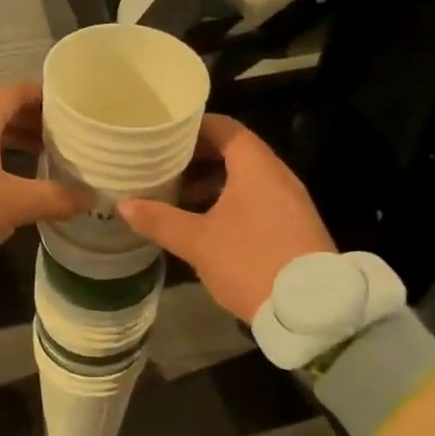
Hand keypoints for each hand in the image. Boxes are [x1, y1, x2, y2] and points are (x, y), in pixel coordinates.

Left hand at [0, 84, 91, 282]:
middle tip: (64, 138)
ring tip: (42, 161)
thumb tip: (92, 197)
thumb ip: (55, 198)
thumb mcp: (13, 205)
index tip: (70, 108)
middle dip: (33, 123)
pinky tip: (8, 187)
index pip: (15, 92)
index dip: (44, 96)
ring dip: (13, 144)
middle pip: (0, 114)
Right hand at [118, 116, 333, 322]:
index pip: (224, 127)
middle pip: (234, 149)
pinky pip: (258, 196)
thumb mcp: (198, 242)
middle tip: (164, 165)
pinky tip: (208, 221)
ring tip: (179, 194)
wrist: (310, 308)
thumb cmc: (250, 262)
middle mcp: (277, 174)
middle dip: (198, 155)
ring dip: (213, 180)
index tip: (163, 135)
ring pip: (246, 175)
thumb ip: (160, 220)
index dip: (192, 127)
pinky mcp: (293, 222)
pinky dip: (231, 198)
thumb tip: (124, 205)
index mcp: (255, 166)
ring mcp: (289, 199)